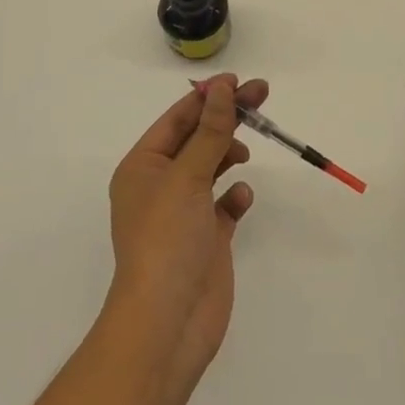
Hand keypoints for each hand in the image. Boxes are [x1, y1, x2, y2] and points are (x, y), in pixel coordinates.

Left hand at [107, 74, 264, 387]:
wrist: (167, 322)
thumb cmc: (167, 239)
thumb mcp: (187, 177)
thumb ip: (210, 131)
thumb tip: (222, 88)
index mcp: (142, 167)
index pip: (177, 119)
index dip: (208, 97)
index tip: (239, 81)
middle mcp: (160, 186)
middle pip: (197, 139)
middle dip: (227, 119)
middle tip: (262, 95)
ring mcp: (183, 214)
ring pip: (210, 169)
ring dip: (228, 154)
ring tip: (246, 151)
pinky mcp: (206, 239)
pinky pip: (223, 206)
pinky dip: (234, 196)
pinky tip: (241, 198)